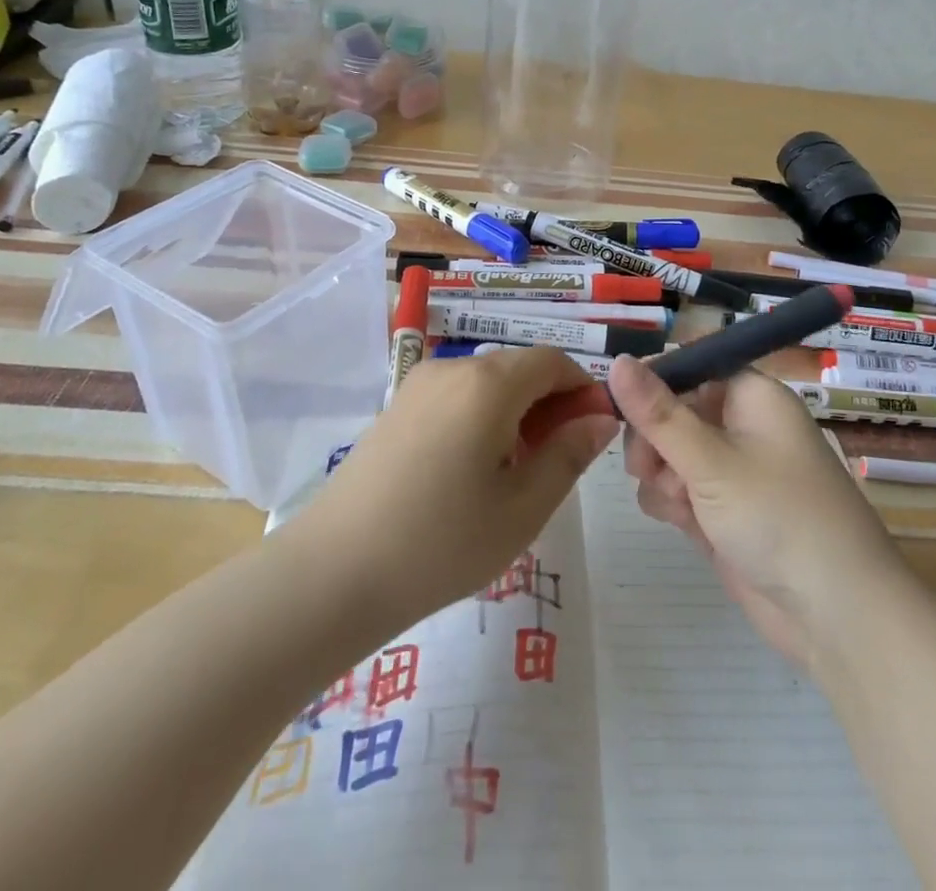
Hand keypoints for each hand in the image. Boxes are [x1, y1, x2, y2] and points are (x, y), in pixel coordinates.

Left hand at [292, 349, 618, 631]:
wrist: (333, 573)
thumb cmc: (441, 543)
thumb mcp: (522, 508)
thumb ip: (569, 454)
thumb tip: (602, 418)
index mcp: (488, 383)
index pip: (553, 361)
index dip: (583, 388)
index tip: (596, 432)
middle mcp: (453, 368)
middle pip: (519, 368)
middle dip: (551, 403)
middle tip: (561, 460)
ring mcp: (419, 385)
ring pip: (487, 382)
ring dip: (517, 411)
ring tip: (520, 472)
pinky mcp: (397, 407)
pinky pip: (457, 395)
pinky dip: (483, 416)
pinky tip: (476, 470)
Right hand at [613, 355, 899, 670]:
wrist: (837, 616)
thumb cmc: (778, 517)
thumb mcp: (710, 461)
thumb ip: (657, 413)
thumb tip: (615, 359)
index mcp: (751, 396)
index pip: (690, 366)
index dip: (654, 381)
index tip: (619, 404)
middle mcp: (741, 426)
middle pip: (673, 410)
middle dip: (653, 438)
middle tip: (647, 466)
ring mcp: (731, 472)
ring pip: (669, 453)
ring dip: (661, 475)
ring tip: (679, 503)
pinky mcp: (722, 512)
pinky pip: (679, 489)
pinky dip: (673, 503)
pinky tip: (683, 524)